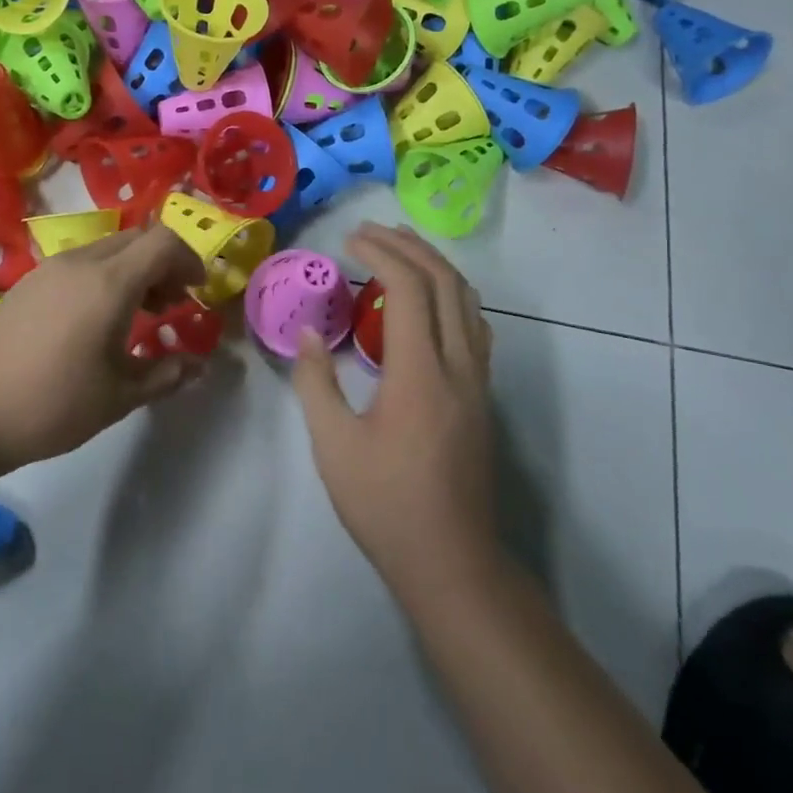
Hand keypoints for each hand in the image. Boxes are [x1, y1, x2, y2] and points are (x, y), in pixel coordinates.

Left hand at [0, 225, 208, 467]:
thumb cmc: (52, 404)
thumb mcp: (120, 396)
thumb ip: (166, 374)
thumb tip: (199, 365)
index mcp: (109, 282)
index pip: (163, 241)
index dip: (189, 259)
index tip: (197, 292)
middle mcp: (81, 262)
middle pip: (137, 239)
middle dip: (164, 264)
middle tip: (171, 306)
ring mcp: (51, 268)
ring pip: (109, 249)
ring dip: (134, 270)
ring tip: (138, 315)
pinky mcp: (29, 281)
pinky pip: (82, 262)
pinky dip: (105, 276)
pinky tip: (97, 320)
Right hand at [293, 224, 496, 598]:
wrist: (450, 560)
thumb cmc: (384, 503)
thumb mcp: (333, 444)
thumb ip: (316, 381)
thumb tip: (309, 332)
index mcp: (420, 373)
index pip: (408, 288)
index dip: (379, 254)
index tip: (349, 240)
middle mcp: (458, 366)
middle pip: (445, 283)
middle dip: (408, 247)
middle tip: (371, 232)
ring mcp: (478, 381)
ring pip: (468, 301)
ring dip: (435, 266)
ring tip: (401, 249)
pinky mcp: (483, 397)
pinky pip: (474, 326)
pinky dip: (451, 295)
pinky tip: (430, 300)